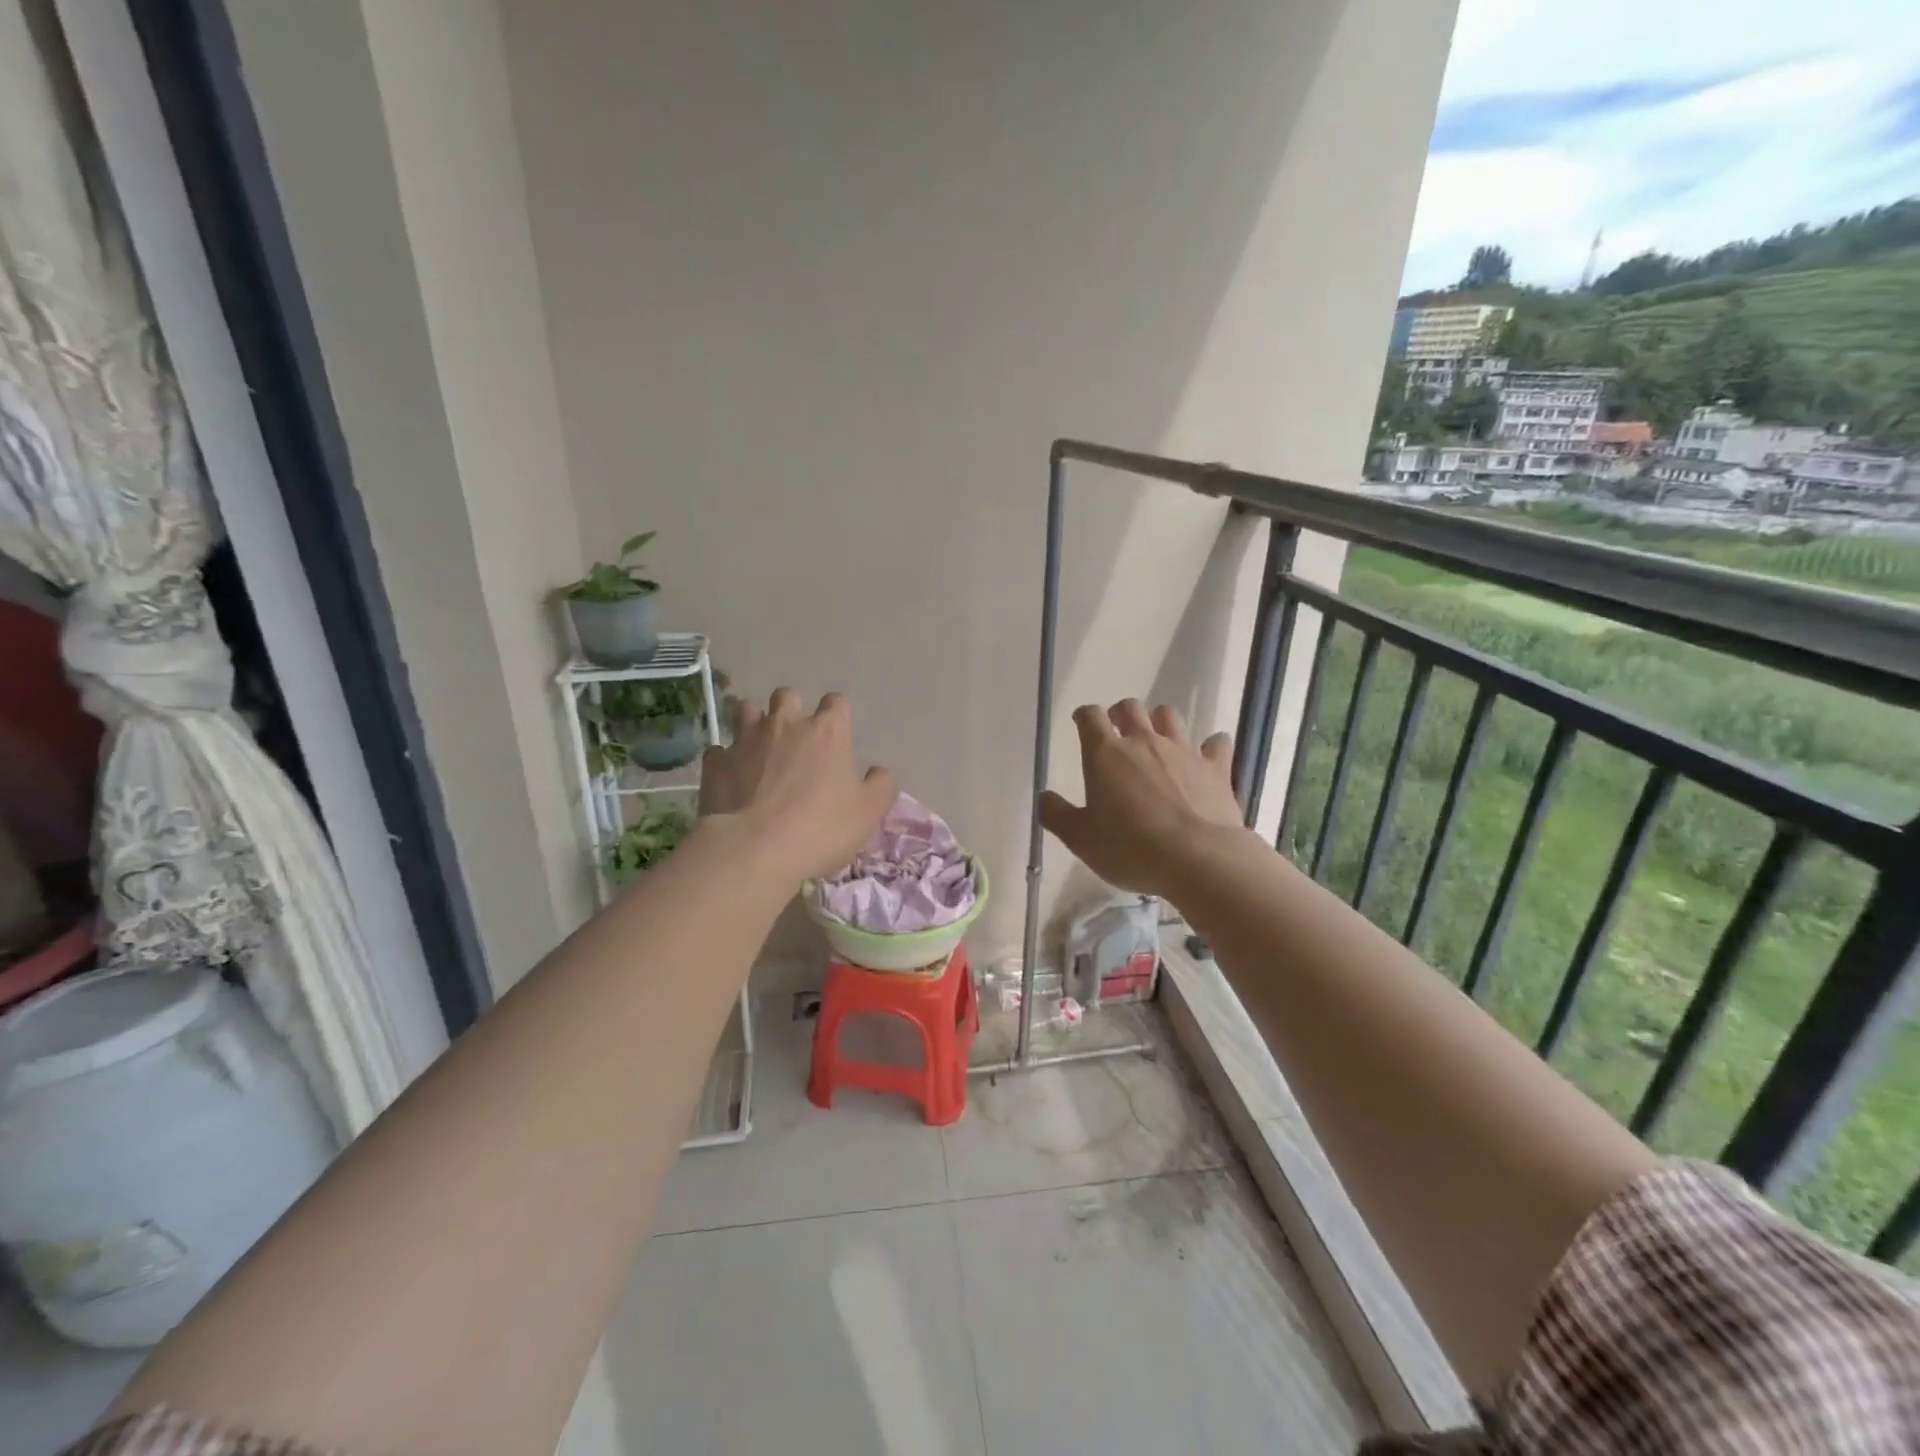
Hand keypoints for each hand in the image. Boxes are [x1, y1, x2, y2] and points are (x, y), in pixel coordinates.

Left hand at [700, 689, 897, 882]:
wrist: (753, 850)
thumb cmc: (820, 828)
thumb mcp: (868, 812)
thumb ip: (881, 786)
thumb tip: (879, 772)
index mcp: (827, 731)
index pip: (836, 703)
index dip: (838, 714)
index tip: (838, 734)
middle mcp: (785, 724)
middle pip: (787, 696)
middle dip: (792, 708)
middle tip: (795, 736)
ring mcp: (745, 740)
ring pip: (746, 710)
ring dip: (754, 722)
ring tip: (760, 747)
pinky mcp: (715, 763)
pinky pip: (720, 749)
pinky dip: (727, 758)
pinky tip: (732, 777)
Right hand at [1040, 701, 1243, 897]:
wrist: (1198, 858)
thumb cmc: (1130, 848)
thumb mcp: (1081, 839)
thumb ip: (1057, 815)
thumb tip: (1043, 797)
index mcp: (1106, 754)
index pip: (1090, 717)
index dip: (1084, 716)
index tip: (1082, 722)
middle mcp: (1144, 742)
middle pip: (1131, 708)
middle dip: (1121, 712)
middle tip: (1118, 728)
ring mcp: (1183, 751)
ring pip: (1170, 717)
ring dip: (1160, 722)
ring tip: (1157, 738)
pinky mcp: (1215, 767)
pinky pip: (1216, 744)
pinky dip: (1210, 746)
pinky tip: (1208, 755)